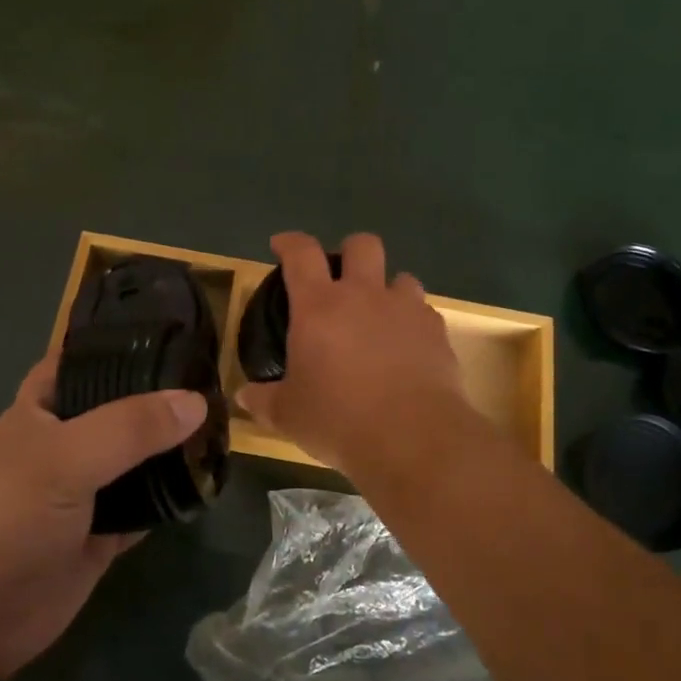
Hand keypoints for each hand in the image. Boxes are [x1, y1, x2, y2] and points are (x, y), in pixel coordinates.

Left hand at [0, 355, 206, 680]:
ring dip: (171, 449)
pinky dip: (171, 499)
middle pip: (120, 410)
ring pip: (137, 460)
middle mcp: (66, 442)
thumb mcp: (64, 459)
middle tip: (219, 381)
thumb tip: (196, 401)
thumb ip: (130, 427)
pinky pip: (144, 508)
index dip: (122, 345)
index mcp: (42, 409)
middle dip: (160, 398)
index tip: (177, 332)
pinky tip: (207, 483)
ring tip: (226, 425)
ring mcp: (85, 491)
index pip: (84, 360)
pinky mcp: (102, 536)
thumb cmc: (3, 519)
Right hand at [239, 231, 467, 477]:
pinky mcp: (437, 332)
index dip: (289, 242)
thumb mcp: (288, 415)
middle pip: (362, 245)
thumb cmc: (338, 420)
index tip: (281, 245)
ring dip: (388, 289)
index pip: (301, 253)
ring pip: (401, 276)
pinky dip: (412, 323)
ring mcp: (405, 310)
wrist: (412, 438)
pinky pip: (424, 313)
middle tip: (341, 278)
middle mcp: (364, 295)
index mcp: (319, 306)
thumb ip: (263, 400)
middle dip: (350, 252)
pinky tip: (407, 349)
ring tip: (380, 316)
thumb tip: (244, 396)